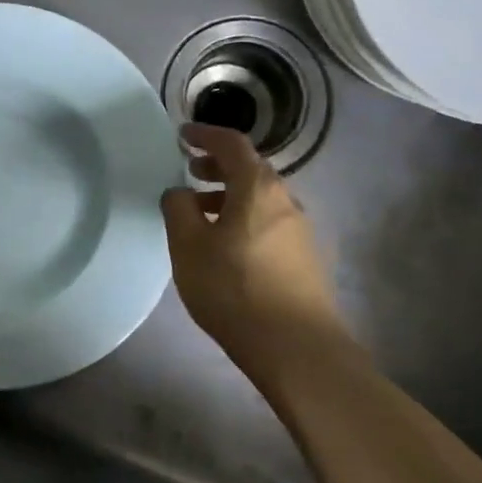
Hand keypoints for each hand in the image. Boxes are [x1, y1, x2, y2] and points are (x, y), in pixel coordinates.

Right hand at [160, 124, 346, 362]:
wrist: (295, 347)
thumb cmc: (234, 288)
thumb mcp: (188, 246)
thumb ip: (178, 209)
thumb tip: (179, 192)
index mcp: (257, 188)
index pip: (232, 144)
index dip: (205, 135)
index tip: (183, 134)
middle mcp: (285, 200)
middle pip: (250, 169)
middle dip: (218, 165)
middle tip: (190, 170)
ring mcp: (299, 230)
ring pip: (260, 198)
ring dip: (229, 195)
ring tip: (200, 212)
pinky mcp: (303, 258)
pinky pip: (267, 222)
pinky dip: (243, 217)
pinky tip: (224, 244)